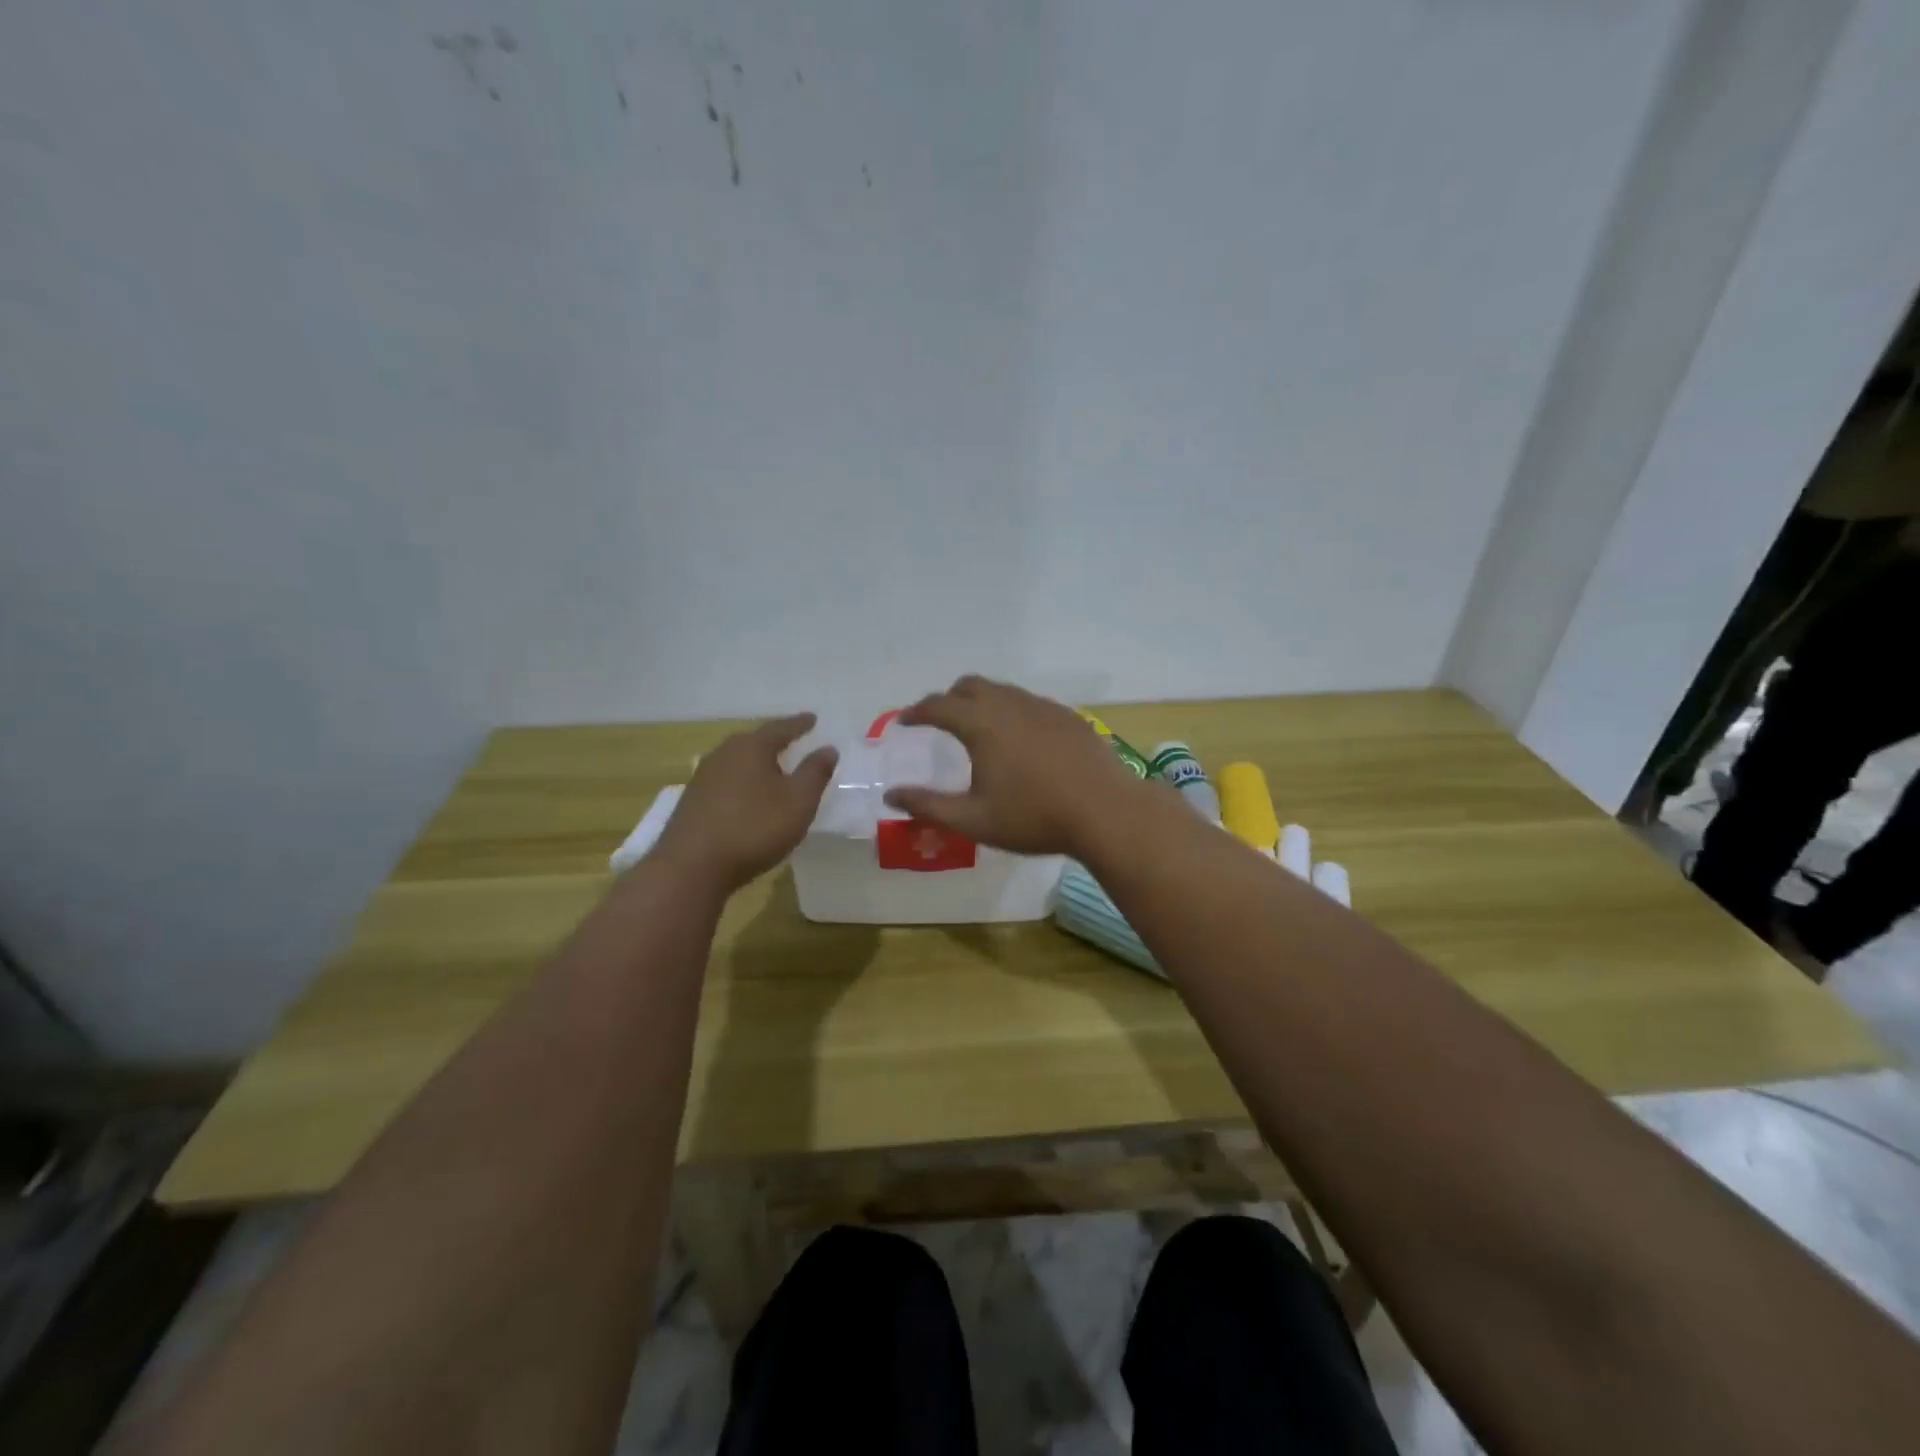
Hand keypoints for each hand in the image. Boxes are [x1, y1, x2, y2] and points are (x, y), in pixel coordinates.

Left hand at [654, 713, 837, 889]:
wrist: (692, 867)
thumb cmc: (754, 828)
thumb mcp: (799, 802)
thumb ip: (815, 773)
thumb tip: (828, 749)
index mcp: (751, 748)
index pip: (780, 728)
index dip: (799, 724)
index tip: (813, 719)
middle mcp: (724, 754)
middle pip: (754, 742)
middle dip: (774, 741)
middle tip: (792, 742)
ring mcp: (703, 777)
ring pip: (737, 761)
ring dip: (756, 763)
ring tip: (772, 769)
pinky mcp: (692, 801)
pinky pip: (725, 781)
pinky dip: (742, 783)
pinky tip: (747, 797)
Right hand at [883, 676, 1146, 856]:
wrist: (1105, 811)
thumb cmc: (1034, 817)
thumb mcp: (973, 819)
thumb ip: (928, 805)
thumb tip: (891, 795)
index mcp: (981, 724)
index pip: (938, 706)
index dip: (916, 712)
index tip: (904, 722)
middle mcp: (1009, 704)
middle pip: (969, 686)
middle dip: (949, 699)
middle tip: (940, 721)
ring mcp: (1042, 706)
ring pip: (1002, 691)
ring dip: (982, 702)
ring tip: (980, 730)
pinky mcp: (1068, 716)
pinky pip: (1029, 703)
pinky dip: (1012, 711)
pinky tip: (1021, 740)